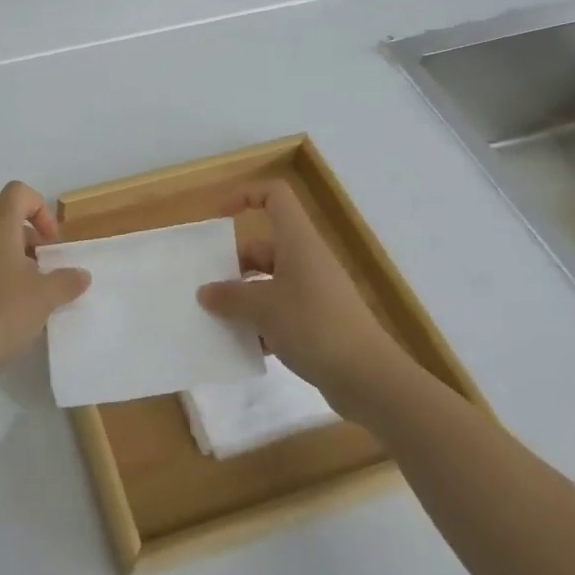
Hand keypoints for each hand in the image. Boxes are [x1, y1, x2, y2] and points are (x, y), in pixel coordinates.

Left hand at [0, 181, 90, 400]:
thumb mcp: (44, 297)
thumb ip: (67, 281)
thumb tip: (80, 274)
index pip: (17, 193)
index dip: (40, 208)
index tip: (52, 242)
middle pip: (11, 225)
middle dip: (38, 245)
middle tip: (54, 275)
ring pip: (2, 254)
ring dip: (26, 270)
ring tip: (42, 301)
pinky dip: (10, 289)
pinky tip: (21, 319)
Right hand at [197, 181, 399, 403]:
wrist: (370, 378)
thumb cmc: (314, 326)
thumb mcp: (263, 308)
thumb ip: (230, 297)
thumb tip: (205, 292)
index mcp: (297, 241)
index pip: (275, 196)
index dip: (245, 196)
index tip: (217, 218)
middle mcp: (307, 259)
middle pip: (263, 246)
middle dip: (233, 265)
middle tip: (206, 286)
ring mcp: (315, 291)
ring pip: (269, 282)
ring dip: (244, 298)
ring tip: (217, 319)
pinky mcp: (319, 322)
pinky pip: (281, 311)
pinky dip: (262, 324)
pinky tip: (245, 346)